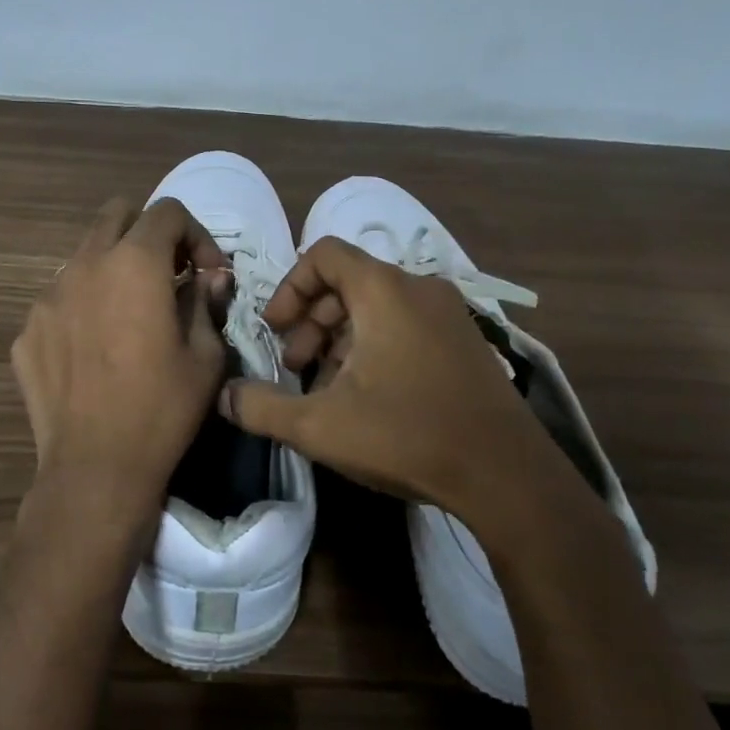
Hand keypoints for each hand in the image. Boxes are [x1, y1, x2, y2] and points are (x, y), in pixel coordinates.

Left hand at [12, 197, 230, 536]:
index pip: (168, 212)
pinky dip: (84, 306)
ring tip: (129, 313)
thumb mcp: (205, 356)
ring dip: (113, 268)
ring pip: (84, 255)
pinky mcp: (27, 330)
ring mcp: (47, 297)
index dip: (197, 235)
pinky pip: (60, 299)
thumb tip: (210, 277)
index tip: (208, 274)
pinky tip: (95, 349)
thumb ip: (206, 302)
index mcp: (135, 264)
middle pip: (117, 215)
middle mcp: (85, 265)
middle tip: (169, 275)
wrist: (95, 468)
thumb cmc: (162, 409)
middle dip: (149, 233)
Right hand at [218, 237, 589, 531]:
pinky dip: (375, 345)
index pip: (324, 255)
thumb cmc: (407, 435)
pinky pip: (406, 324)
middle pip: (349, 282)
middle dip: (312, 320)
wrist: (506, 475)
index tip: (275, 329)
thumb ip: (262, 407)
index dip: (290, 287)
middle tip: (295, 365)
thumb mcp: (320, 426)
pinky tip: (368, 395)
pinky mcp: (466, 341)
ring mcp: (449, 314)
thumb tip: (224, 396)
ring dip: (341, 337)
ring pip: (377, 306)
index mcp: (384, 290)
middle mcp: (419, 288)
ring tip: (327, 386)